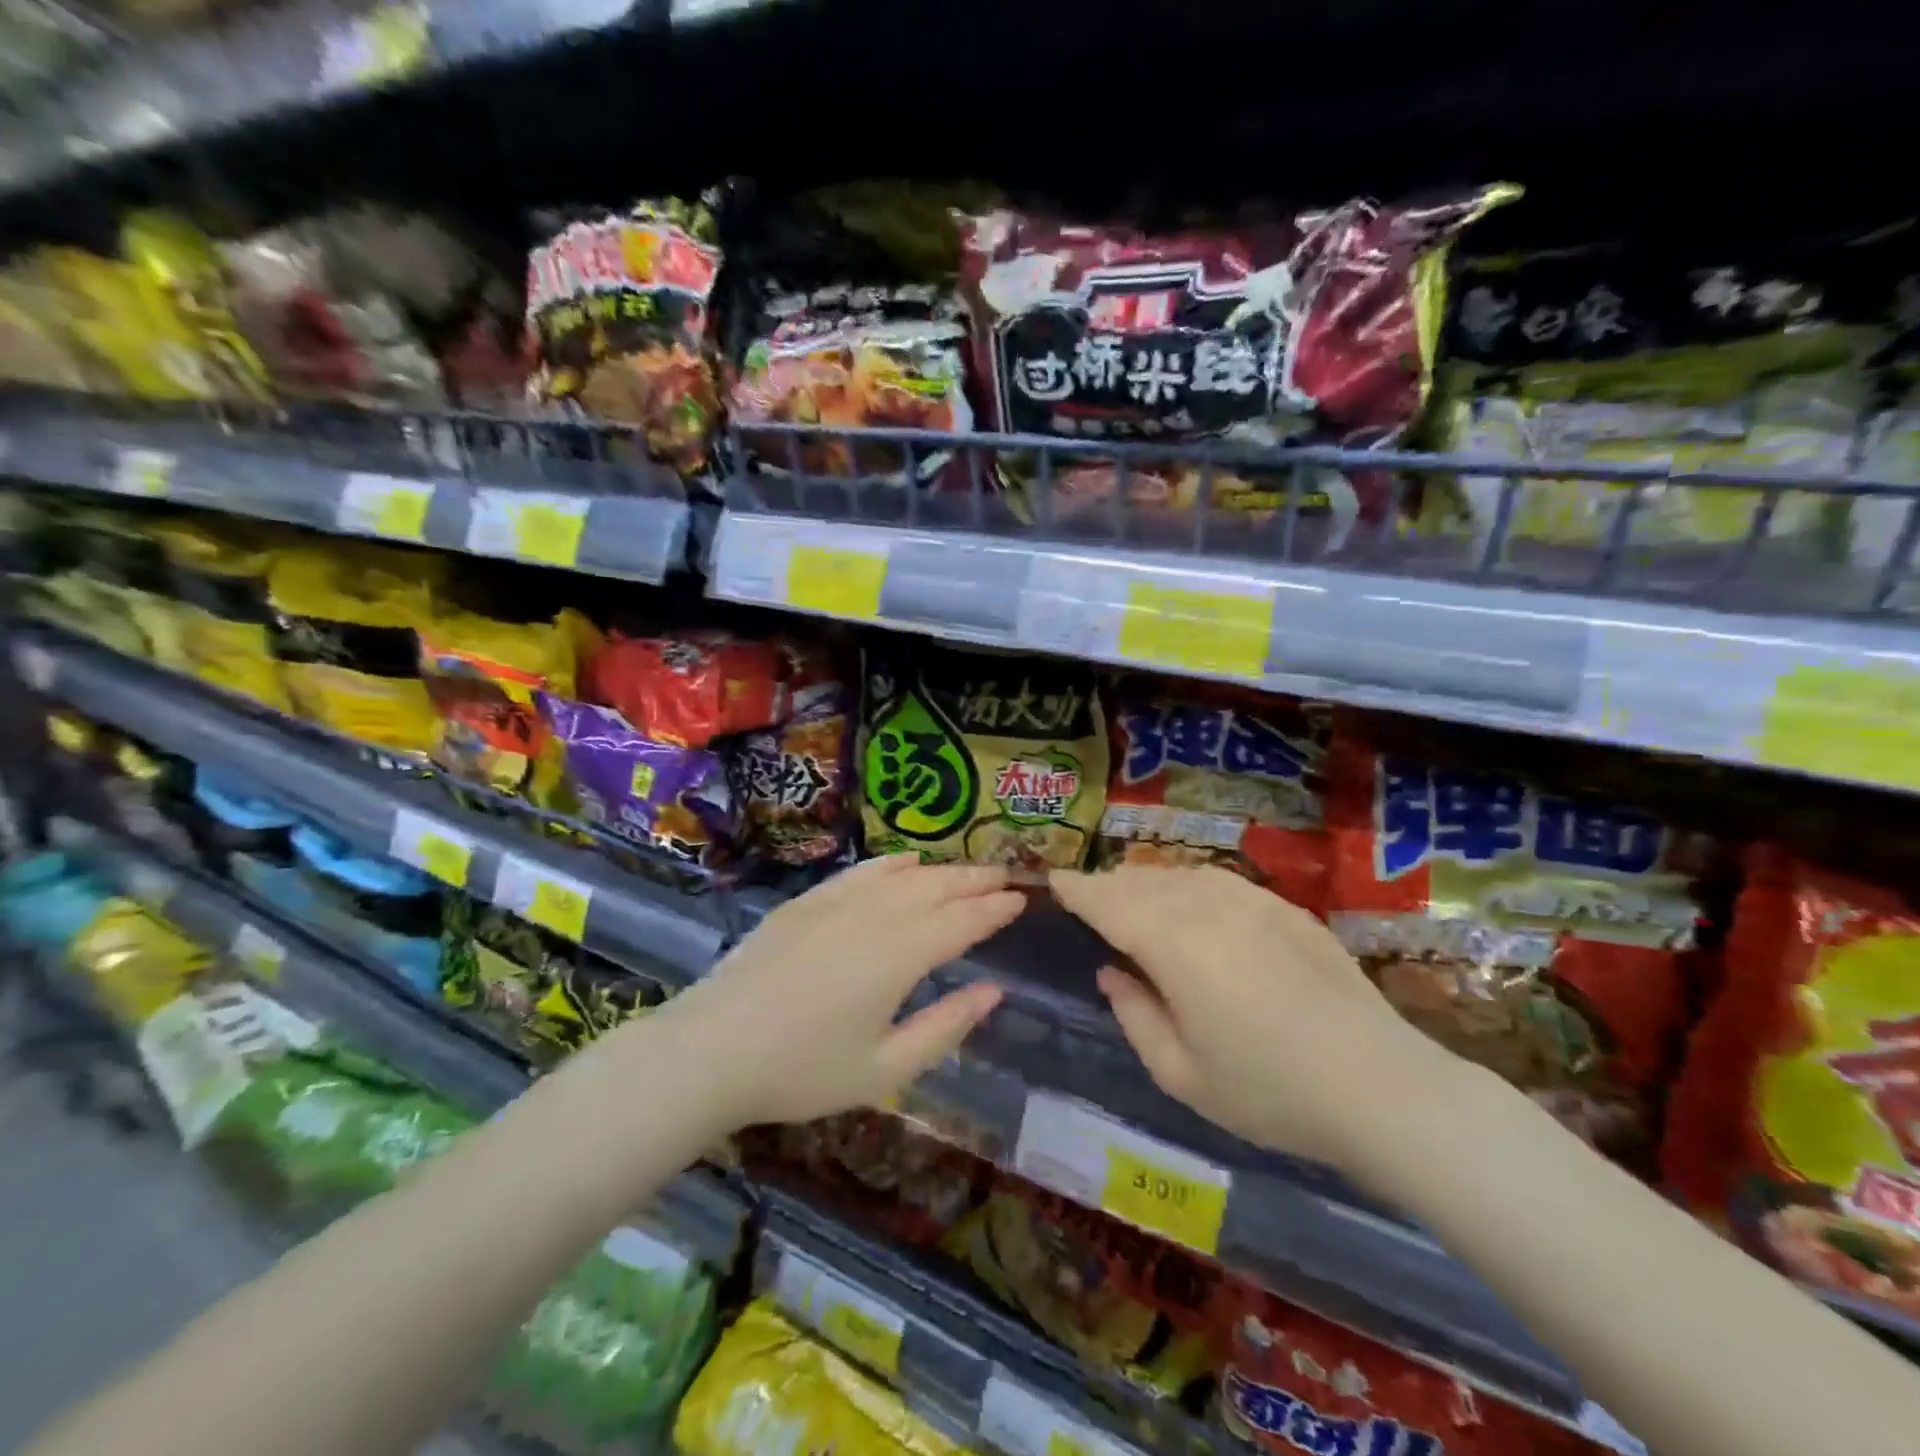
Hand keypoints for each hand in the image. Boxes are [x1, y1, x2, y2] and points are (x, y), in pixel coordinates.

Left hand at [658, 855, 1022, 1130]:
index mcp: (901, 955)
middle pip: (938, 887)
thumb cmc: (803, 1070)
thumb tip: (994, 991)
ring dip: (941, 870)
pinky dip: (891, 864)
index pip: (963, 921)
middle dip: (976, 880)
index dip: (996, 909)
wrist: (712, 1048)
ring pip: (903, 874)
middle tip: (1006, 876)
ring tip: (967, 872)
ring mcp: (838, 902)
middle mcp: (876, 916)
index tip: (1023, 899)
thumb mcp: (885, 1069)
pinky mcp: (807, 902)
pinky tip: (906, 862)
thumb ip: (946, 1026)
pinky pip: (861, 872)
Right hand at [1050, 865, 1464, 1169]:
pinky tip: (1189, 903)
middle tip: (1086, 898)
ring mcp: (1251, 900)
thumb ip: (1134, 1014)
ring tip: (1131, 899)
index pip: (1107, 901)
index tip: (1052, 881)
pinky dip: (1187, 884)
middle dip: (1106, 885)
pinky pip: (1217, 880)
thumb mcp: (1181, 1074)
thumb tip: (1112, 972)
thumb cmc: (1269, 1092)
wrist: (1381, 1087)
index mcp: (1173, 944)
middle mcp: (1207, 906)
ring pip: (1179, 874)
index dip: (1075, 889)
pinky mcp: (1284, 907)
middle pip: (1140, 881)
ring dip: (1145, 882)